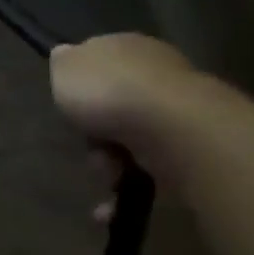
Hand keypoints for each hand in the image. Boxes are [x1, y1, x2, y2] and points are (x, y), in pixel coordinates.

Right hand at [50, 34, 203, 216]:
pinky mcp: (190, 151)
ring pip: (127, 144)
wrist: (173, 129)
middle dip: (93, 135)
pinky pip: (148, 173)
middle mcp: (157, 76)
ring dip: (107, 166)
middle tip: (86, 146)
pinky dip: (128, 190)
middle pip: (111, 109)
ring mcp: (177, 114)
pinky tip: (111, 207)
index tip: (67, 106)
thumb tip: (65, 54)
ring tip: (107, 175)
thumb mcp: (66, 68)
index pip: (100, 62)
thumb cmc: (109, 92)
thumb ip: (63, 63)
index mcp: (127, 48)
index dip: (80, 86)